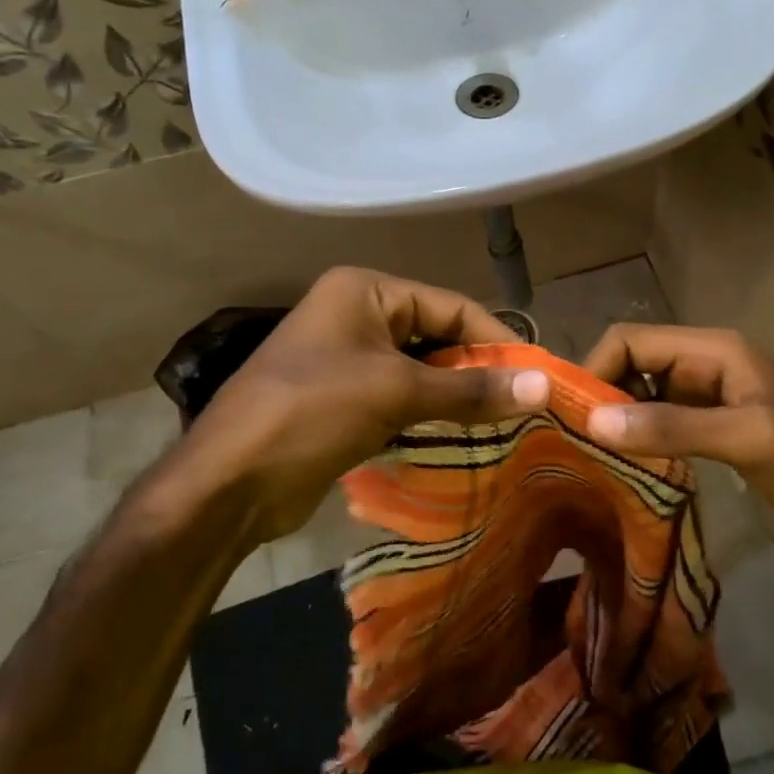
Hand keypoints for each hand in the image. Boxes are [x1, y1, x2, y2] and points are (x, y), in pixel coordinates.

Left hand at [171, 267, 548, 541]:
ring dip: (458, 397)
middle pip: (437, 336)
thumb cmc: (312, 413)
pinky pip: (402, 398)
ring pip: (421, 371)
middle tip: (526, 404)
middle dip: (478, 370)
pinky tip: (465, 438)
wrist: (230, 483)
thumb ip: (471, 389)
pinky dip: (432, 415)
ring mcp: (348, 359)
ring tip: (506, 423)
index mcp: (365, 291)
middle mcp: (357, 315)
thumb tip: (543, 385)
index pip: (450, 305)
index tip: (538, 374)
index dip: (496, 338)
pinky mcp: (345, 400)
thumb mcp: (396, 392)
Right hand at [581, 324, 773, 560]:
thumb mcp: (747, 438)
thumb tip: (594, 420)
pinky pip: (658, 419)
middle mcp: (702, 363)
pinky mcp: (708, 423)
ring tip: (588, 454)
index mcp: (712, 349)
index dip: (596, 368)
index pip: (632, 340)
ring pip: (641, 393)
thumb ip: (673, 427)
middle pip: (632, 363)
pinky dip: (636, 434)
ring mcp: (705, 394)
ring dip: (615, 417)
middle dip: (600, 394)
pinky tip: (621, 463)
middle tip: (572, 440)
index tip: (570, 414)